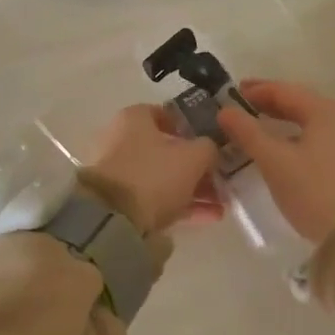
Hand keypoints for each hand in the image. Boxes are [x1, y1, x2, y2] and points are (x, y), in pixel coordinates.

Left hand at [86, 105, 221, 233]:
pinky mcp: (120, 202)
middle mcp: (122, 141)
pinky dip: (182, 205)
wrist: (112, 220)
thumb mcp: (193, 157)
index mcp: (134, 119)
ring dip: (194, 189)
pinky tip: (210, 216)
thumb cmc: (154, 175)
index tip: (211, 141)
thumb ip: (208, 148)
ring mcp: (120, 173)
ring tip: (222, 203)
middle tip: (221, 178)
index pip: (165, 114)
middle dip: (197, 166)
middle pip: (167, 150)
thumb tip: (209, 150)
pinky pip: (157, 199)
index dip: (191, 127)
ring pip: (164, 177)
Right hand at [216, 80, 334, 242]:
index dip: (256, 90)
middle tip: (242, 111)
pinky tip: (288, 153)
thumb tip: (225, 111)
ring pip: (313, 124)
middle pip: (301, 105)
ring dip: (285, 125)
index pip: (284, 90)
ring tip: (261, 132)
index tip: (230, 94)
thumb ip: (249, 133)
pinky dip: (300, 140)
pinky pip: (323, 141)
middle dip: (270, 106)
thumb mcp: (276, 162)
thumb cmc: (316, 191)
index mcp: (325, 110)